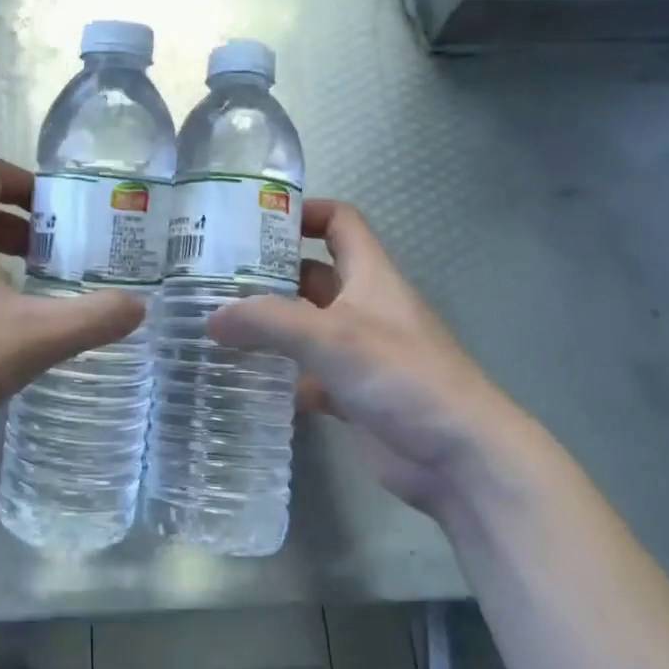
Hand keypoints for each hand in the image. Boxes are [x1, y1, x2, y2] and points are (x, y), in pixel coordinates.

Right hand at [206, 199, 554, 517]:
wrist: (457, 456)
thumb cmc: (401, 375)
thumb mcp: (331, 335)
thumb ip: (267, 321)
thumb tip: (211, 319)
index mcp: (371, 276)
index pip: (340, 223)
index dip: (303, 213)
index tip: (253, 221)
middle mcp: (363, 307)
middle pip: (312, 274)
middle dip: (268, 272)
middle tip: (213, 277)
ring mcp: (358, 353)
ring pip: (304, 327)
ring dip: (267, 325)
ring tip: (215, 324)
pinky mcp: (350, 394)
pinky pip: (305, 374)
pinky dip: (278, 375)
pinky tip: (241, 378)